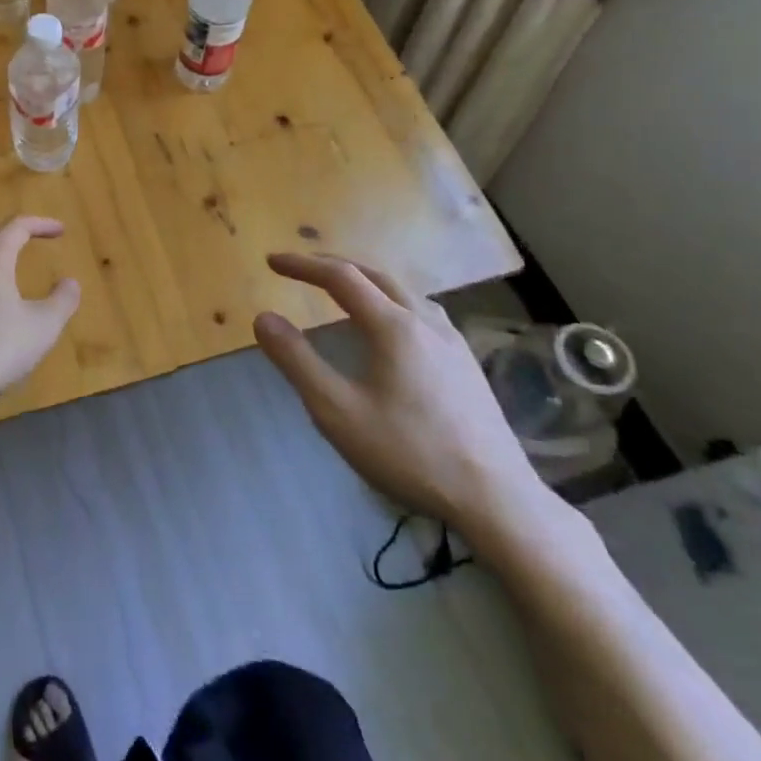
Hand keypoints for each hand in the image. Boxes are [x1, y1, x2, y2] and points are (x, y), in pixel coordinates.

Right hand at [253, 253, 548, 545]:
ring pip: (405, 292)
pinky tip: (393, 327)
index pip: (341, 277)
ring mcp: (453, 342)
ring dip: (367, 281)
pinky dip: (392, 301)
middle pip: (376, 275)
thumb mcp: (337, 411)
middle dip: (334, 266)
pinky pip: (423, 312)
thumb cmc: (409, 452)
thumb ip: (297, 361)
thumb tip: (263, 318)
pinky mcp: (467, 365)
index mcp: (393, 326)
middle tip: (302, 269)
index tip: (272, 261)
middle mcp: (426, 322)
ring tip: (344, 290)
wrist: (496, 499)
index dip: (303, 265)